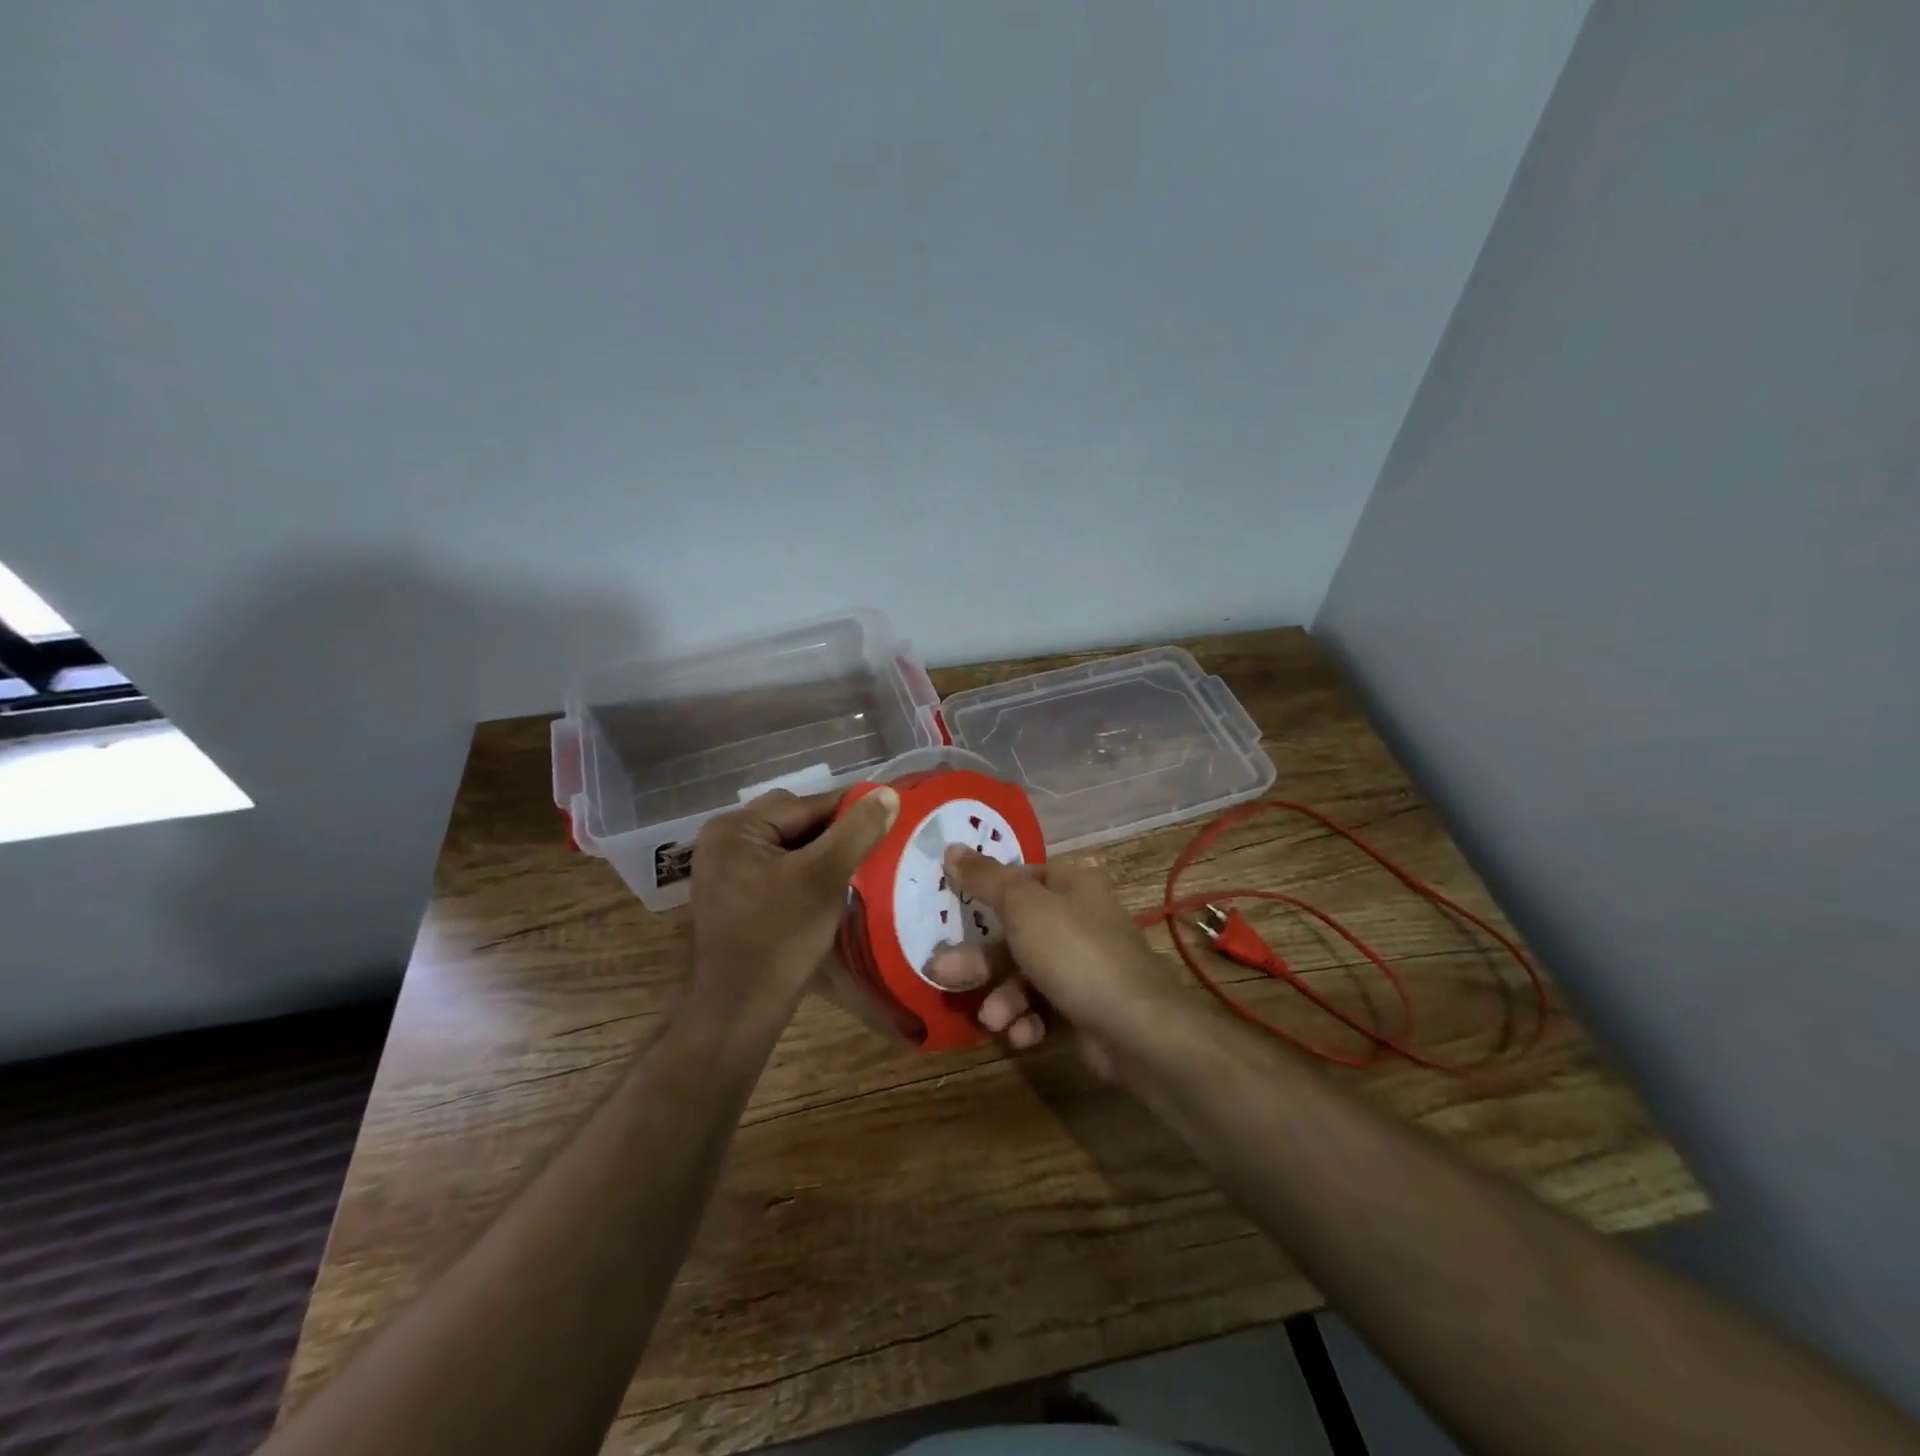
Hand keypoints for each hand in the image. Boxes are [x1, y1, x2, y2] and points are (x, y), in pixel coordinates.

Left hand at [687, 786, 899, 1029]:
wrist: (740, 1009)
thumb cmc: (780, 938)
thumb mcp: (824, 878)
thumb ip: (857, 831)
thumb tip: (888, 793)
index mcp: (735, 828)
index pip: (807, 805)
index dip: (851, 812)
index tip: (890, 820)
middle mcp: (722, 839)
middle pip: (795, 821)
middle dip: (834, 833)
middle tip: (870, 852)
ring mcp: (724, 868)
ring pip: (788, 845)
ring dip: (821, 853)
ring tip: (854, 869)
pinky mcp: (732, 894)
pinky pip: (777, 867)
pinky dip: (803, 871)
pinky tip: (827, 888)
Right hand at [925, 848, 1182, 1074]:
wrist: (1135, 1028)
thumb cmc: (1074, 953)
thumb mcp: (1022, 907)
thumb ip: (985, 879)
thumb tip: (951, 847)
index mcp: (1071, 885)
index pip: (1023, 876)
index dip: (989, 890)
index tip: (956, 905)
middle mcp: (1079, 920)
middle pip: (1016, 932)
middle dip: (980, 958)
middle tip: (942, 972)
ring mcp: (1083, 966)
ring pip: (1025, 974)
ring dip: (1002, 998)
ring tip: (992, 1020)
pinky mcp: (1084, 1007)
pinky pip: (1044, 1007)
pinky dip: (1028, 1021)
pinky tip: (1023, 1035)